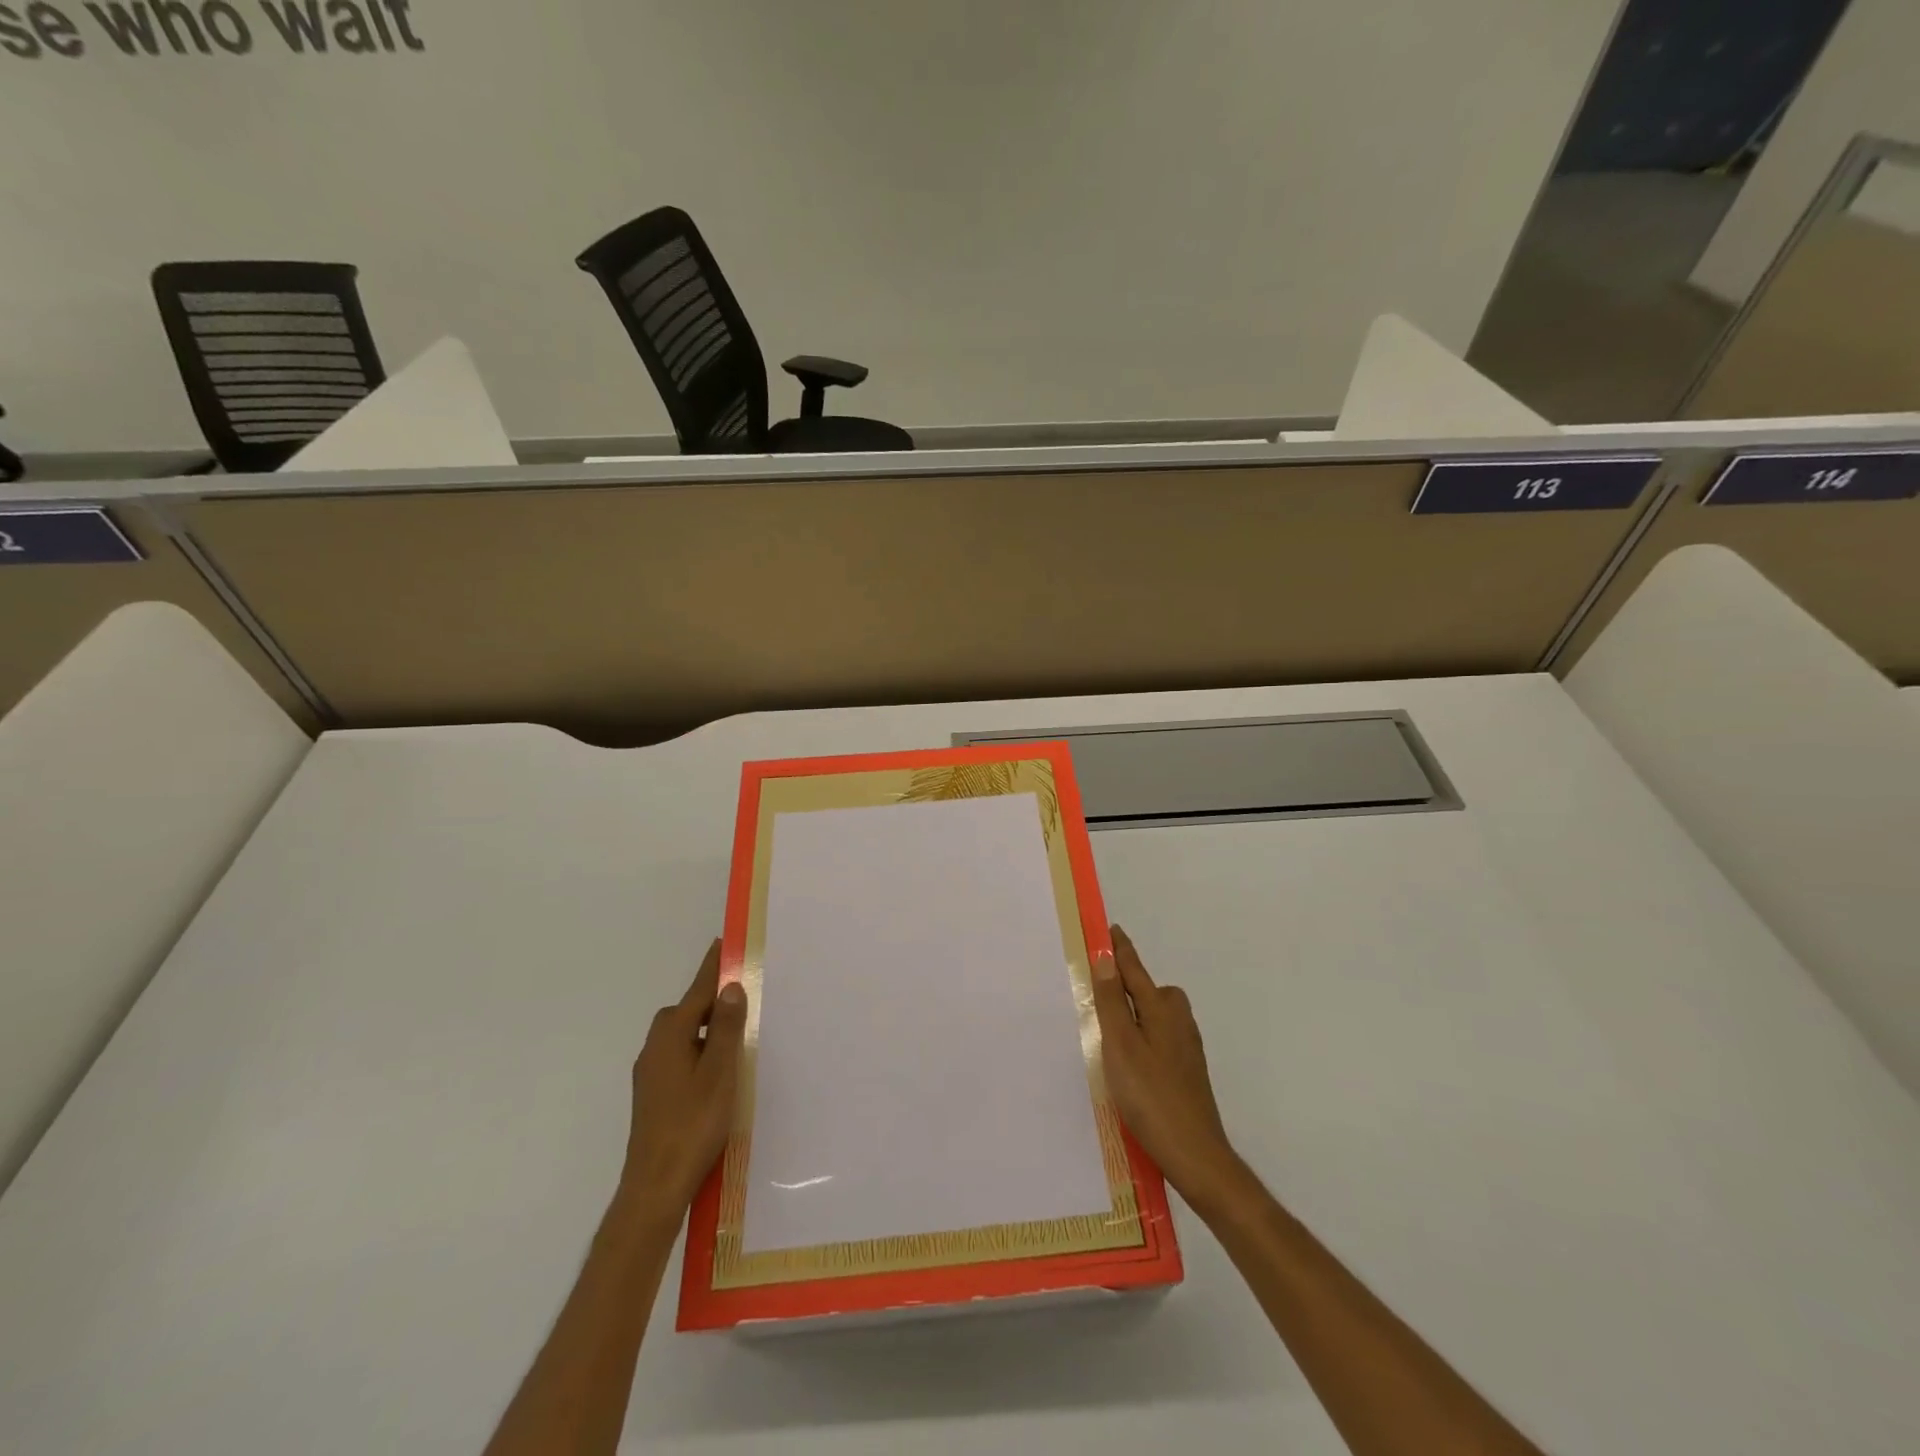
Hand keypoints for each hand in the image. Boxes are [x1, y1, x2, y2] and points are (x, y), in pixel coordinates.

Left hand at [621, 939, 747, 1219]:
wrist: (655, 1187)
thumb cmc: (693, 1124)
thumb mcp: (720, 1072)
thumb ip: (726, 1028)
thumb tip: (730, 987)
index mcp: (671, 1035)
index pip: (697, 990)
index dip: (713, 967)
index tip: (724, 942)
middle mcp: (655, 1047)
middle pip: (688, 1011)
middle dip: (712, 1000)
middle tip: (743, 996)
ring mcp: (651, 1073)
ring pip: (683, 1036)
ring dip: (707, 1028)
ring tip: (737, 1036)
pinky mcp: (653, 1095)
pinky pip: (680, 1056)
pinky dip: (700, 1050)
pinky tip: (717, 1071)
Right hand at [1091, 925, 1242, 1208]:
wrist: (1196, 1155)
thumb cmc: (1151, 1096)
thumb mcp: (1121, 1046)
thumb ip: (1111, 1002)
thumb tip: (1106, 960)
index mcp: (1161, 1010)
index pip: (1134, 969)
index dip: (1119, 950)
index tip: (1108, 929)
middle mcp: (1178, 1021)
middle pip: (1150, 990)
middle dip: (1128, 982)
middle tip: (1098, 989)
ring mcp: (1185, 1047)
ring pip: (1155, 1016)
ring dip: (1134, 1012)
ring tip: (1107, 1028)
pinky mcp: (1186, 1070)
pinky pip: (1159, 1037)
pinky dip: (1142, 1036)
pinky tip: (1128, 1060)